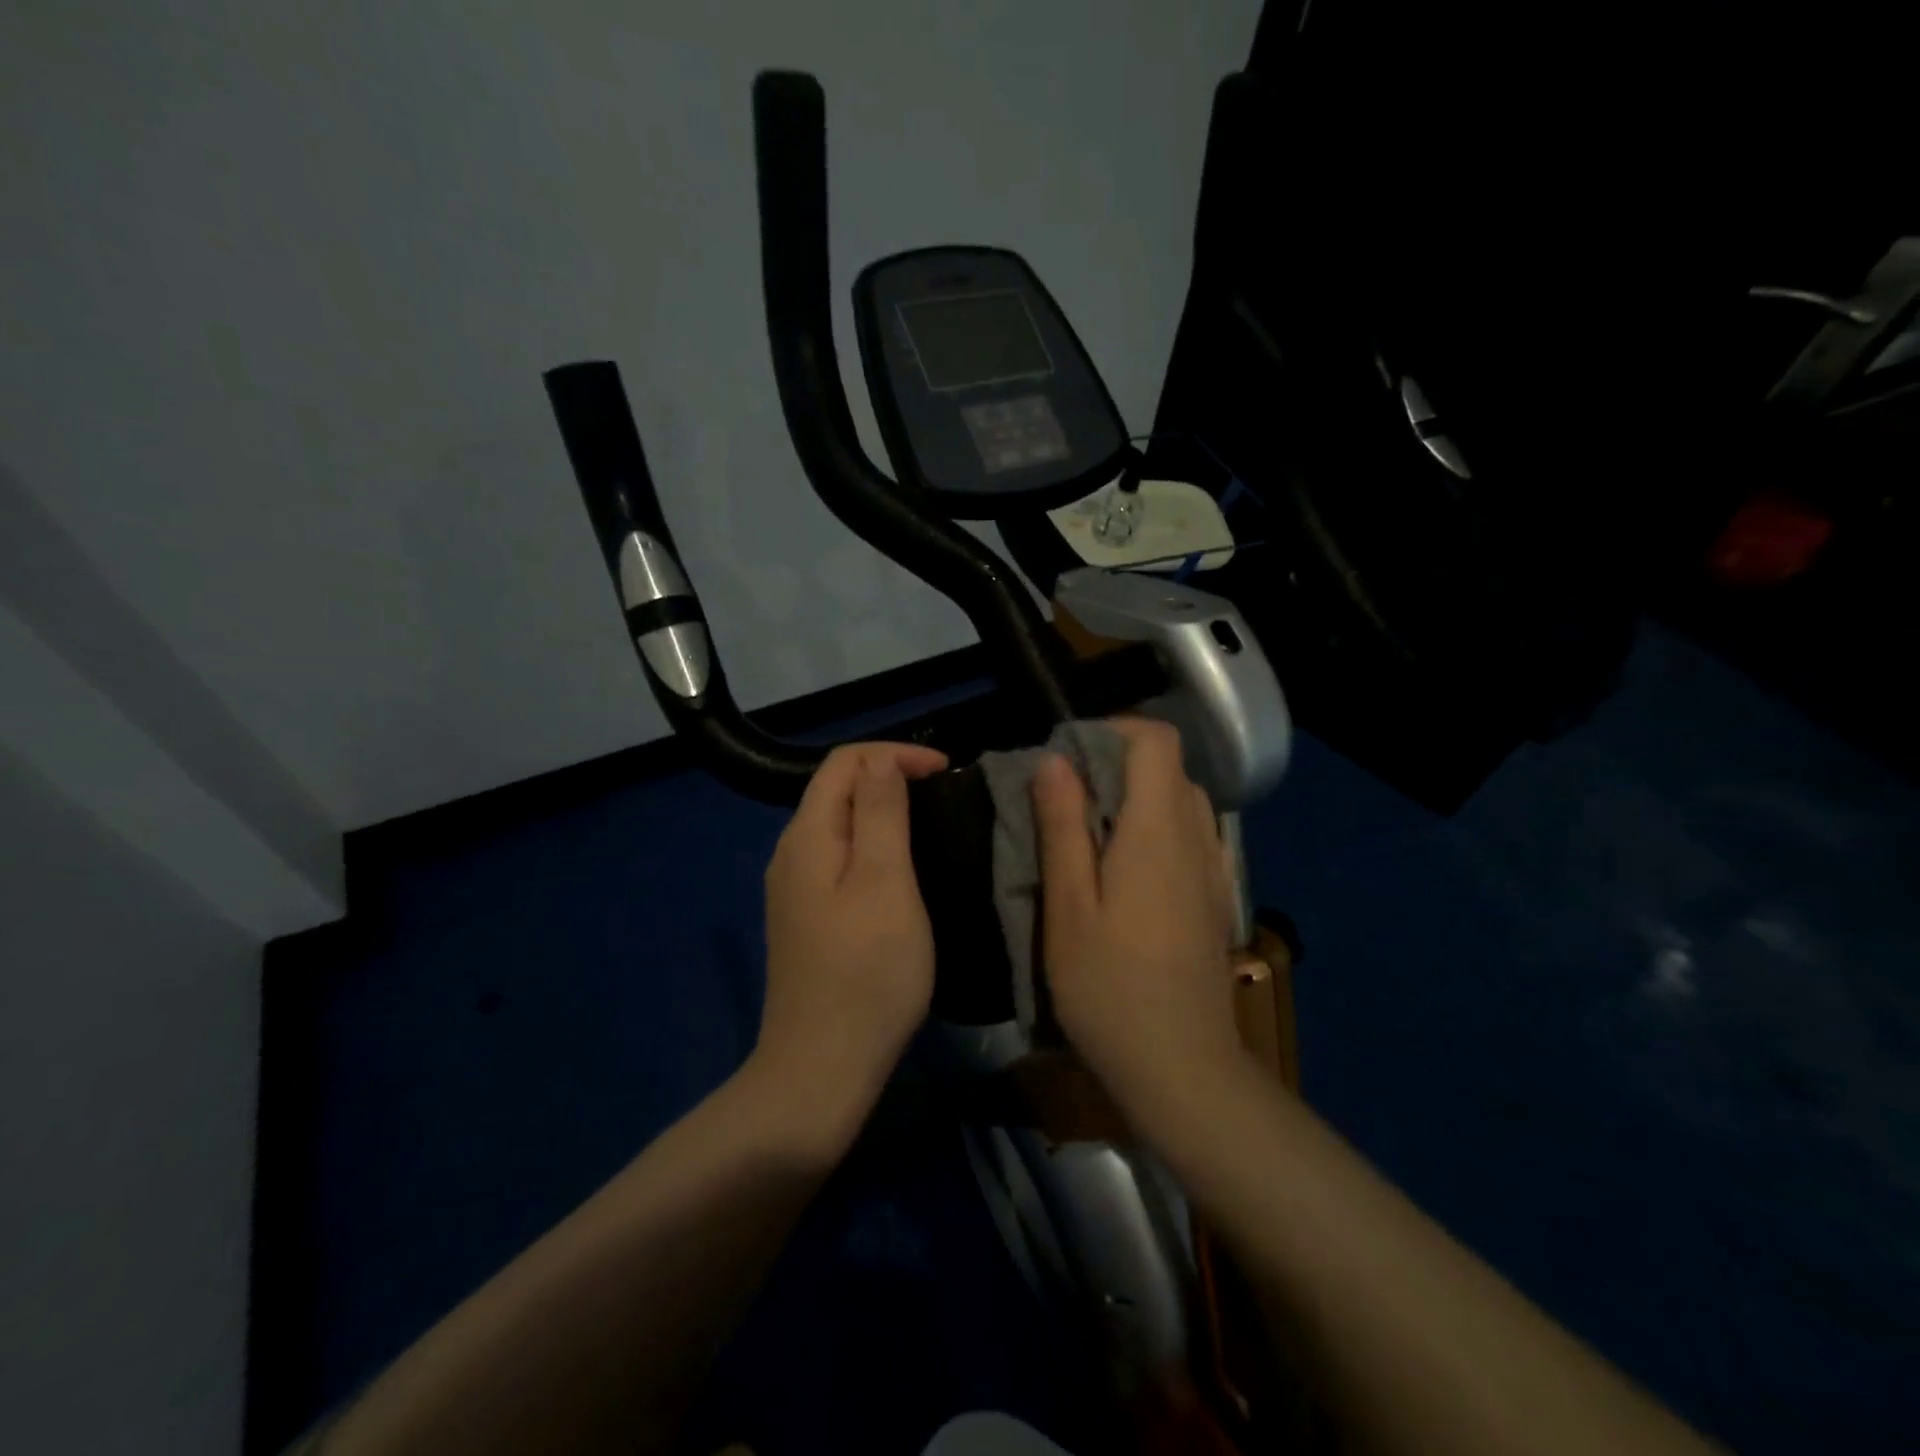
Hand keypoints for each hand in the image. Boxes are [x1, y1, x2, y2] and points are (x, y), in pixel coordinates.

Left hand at [752, 741, 948, 1147]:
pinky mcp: (807, 918)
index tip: (946, 772)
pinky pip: (840, 859)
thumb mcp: (885, 884)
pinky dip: (874, 846)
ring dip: (883, 812)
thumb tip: (880, 764)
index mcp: (807, 837)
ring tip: (931, 825)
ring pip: (840, 825)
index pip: (844, 763)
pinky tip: (902, 870)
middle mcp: (791, 854)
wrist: (821, 1069)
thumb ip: (880, 815)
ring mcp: (795, 889)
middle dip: (890, 778)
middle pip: (837, 790)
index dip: (895, 755)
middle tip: (944, 795)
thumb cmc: (866, 974)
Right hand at [1032, 718, 1243, 1122]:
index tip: (1067, 756)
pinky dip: (1155, 827)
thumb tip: (1055, 760)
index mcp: (1157, 829)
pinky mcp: (1213, 896)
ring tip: (1088, 834)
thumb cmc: (1109, 987)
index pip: (1156, 739)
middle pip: (1168, 767)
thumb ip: (1063, 826)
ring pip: (1180, 800)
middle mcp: (1195, 836)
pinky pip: (1189, 834)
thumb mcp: (1068, 905)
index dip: (1113, 730)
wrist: (1182, 1067)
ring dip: (1135, 797)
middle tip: (1064, 799)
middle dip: (1116, 764)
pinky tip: (1123, 871)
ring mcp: (1212, 868)